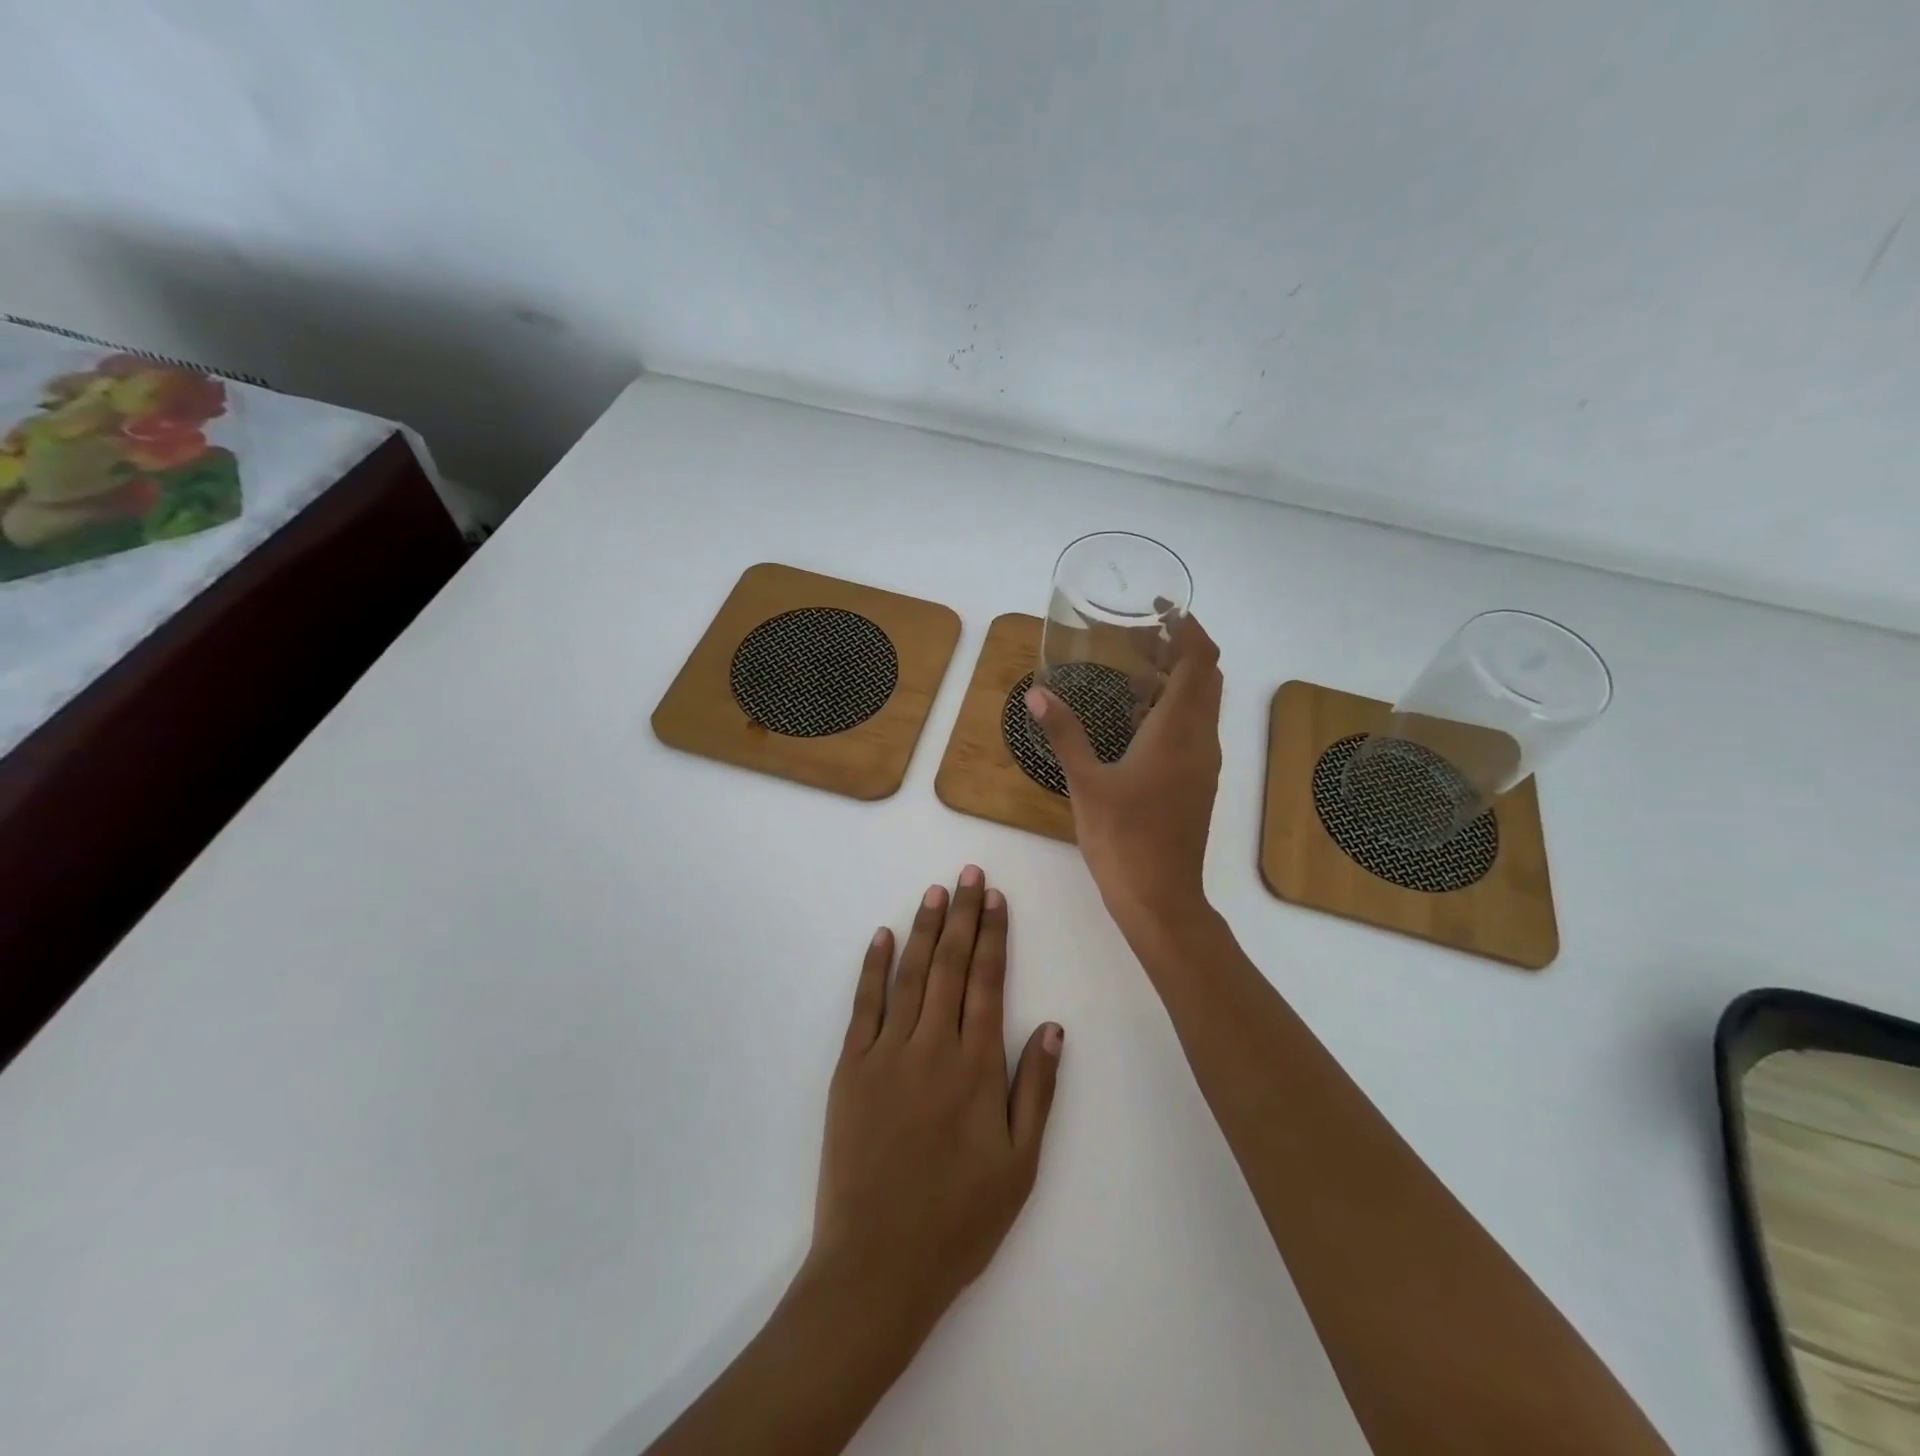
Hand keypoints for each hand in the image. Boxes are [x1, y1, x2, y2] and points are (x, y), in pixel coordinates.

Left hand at [803, 867, 1063, 1339]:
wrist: (877, 1265)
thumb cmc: (958, 1220)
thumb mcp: (1019, 1165)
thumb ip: (1036, 1090)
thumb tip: (1051, 1026)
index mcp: (976, 1067)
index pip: (987, 982)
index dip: (993, 935)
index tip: (995, 898)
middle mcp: (933, 1047)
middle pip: (950, 965)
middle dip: (961, 916)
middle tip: (967, 874)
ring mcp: (887, 1053)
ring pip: (910, 975)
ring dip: (923, 929)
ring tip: (934, 892)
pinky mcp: (851, 1068)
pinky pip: (864, 1005)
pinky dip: (873, 967)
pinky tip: (881, 936)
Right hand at [1026, 615, 1223, 940]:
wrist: (1161, 898)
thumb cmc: (1123, 838)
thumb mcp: (1086, 783)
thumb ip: (1064, 733)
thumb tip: (1038, 694)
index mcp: (1178, 731)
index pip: (1198, 661)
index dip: (1187, 628)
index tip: (1161, 609)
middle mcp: (1201, 740)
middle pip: (1206, 677)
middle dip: (1181, 649)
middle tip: (1139, 637)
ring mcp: (1205, 764)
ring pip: (1203, 704)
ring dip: (1178, 680)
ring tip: (1133, 670)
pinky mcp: (1199, 783)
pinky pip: (1195, 729)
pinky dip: (1175, 709)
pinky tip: (1137, 720)